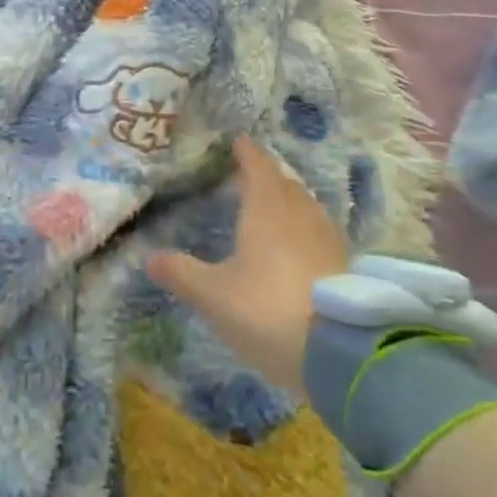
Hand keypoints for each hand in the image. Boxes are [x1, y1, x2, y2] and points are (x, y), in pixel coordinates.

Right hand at [145, 137, 348, 394]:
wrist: (342, 354)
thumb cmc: (267, 309)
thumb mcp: (213, 295)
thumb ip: (181, 273)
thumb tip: (149, 258)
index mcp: (266, 208)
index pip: (257, 167)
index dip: (246, 153)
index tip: (238, 142)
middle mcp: (300, 214)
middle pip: (284, 184)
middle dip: (267, 176)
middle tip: (250, 175)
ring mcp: (328, 239)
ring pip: (305, 207)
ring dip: (288, 201)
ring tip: (272, 206)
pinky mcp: (346, 266)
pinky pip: (319, 232)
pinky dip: (304, 229)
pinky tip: (297, 246)